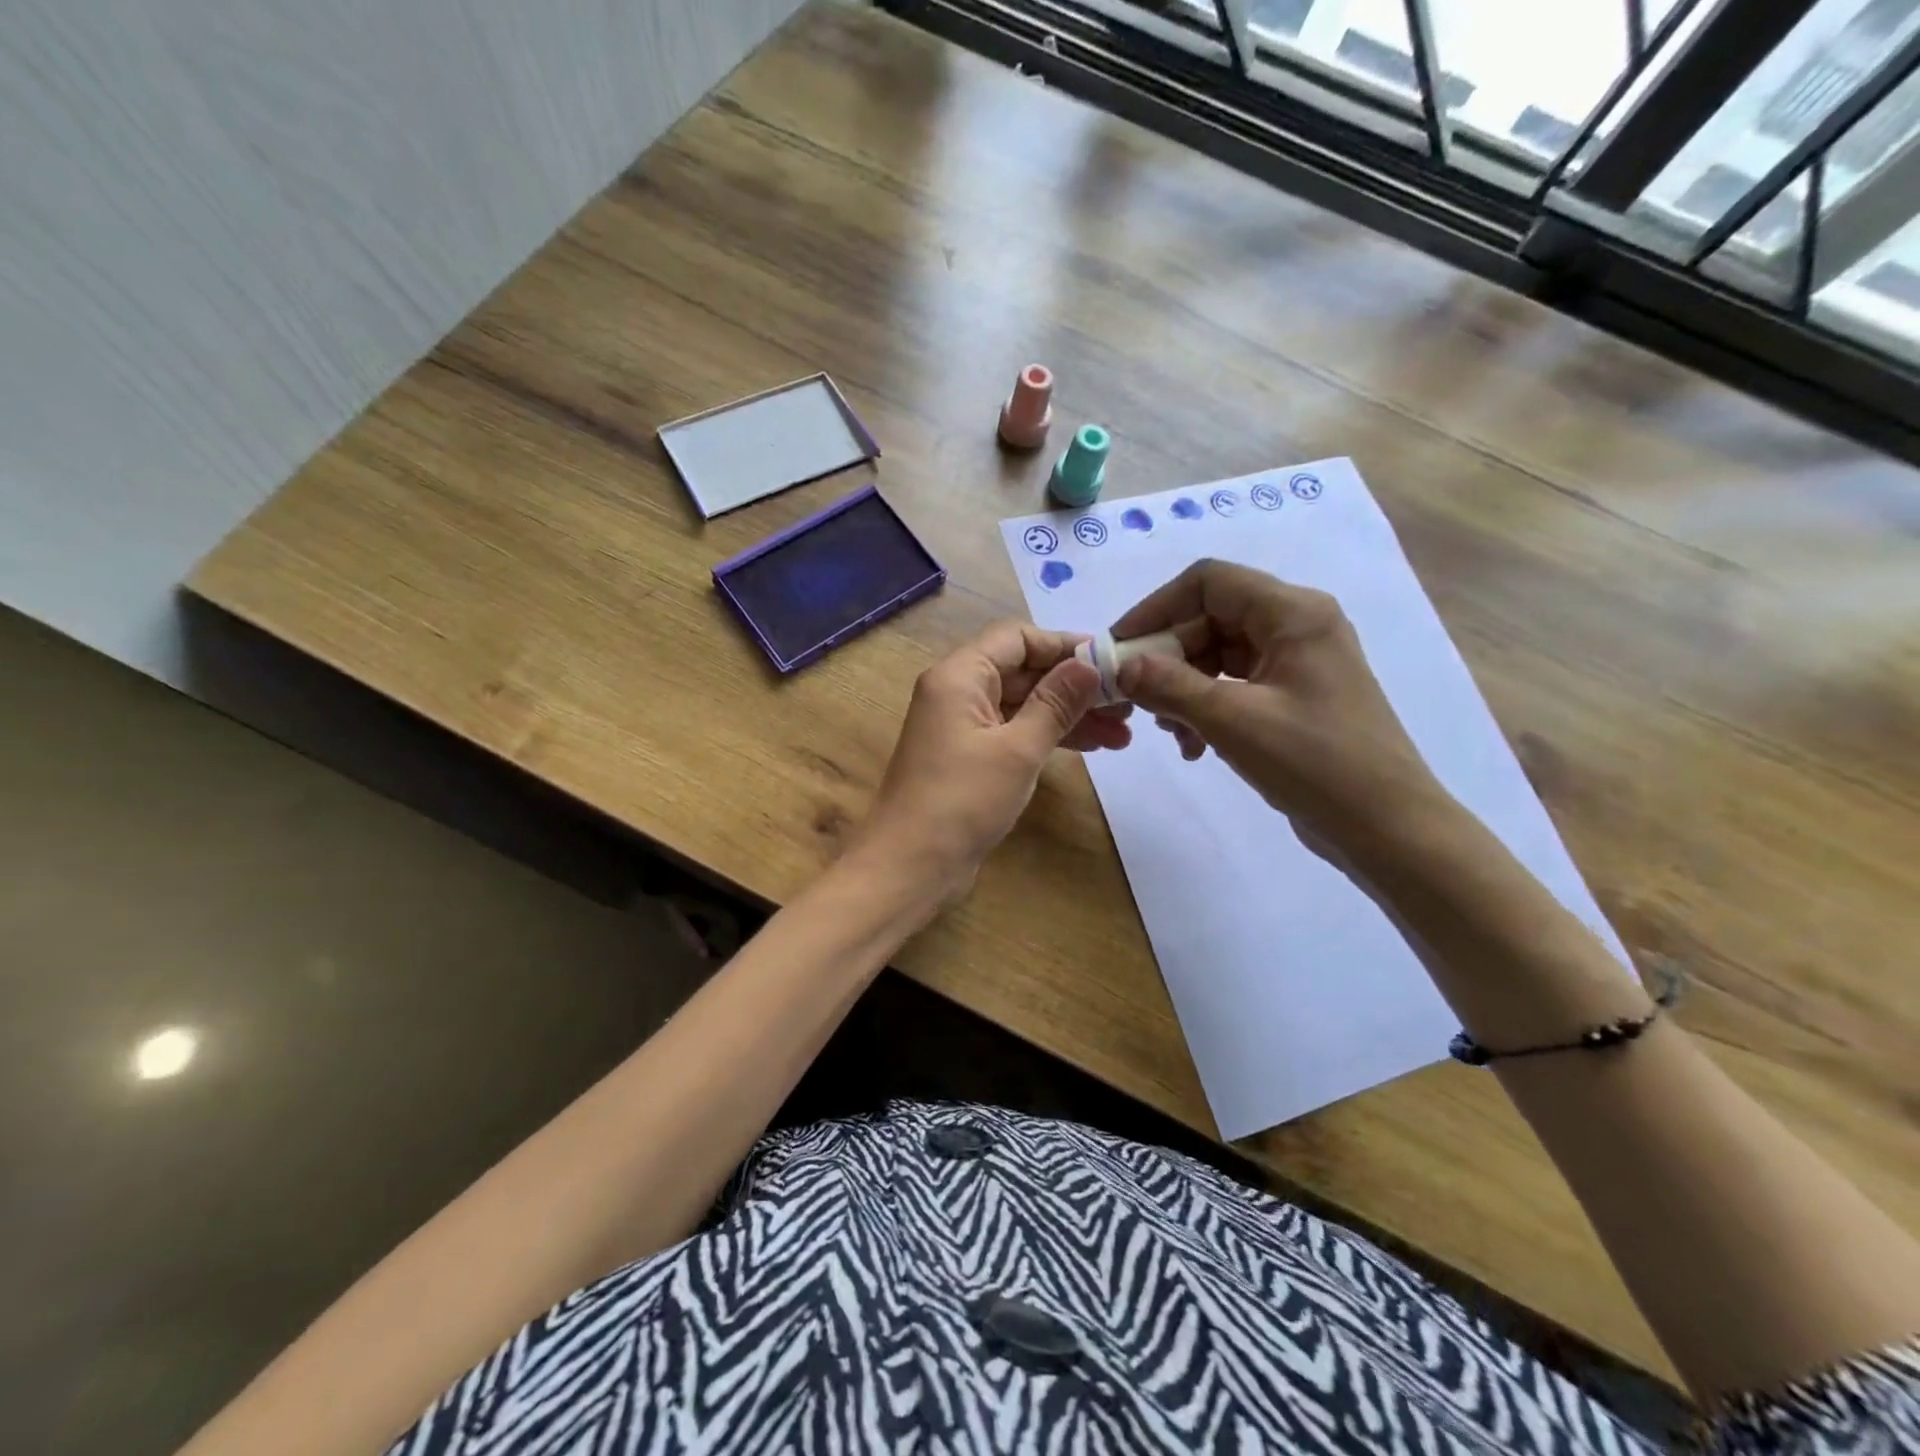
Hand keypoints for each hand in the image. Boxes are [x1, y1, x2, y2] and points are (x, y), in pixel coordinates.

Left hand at [855, 622, 1131, 901]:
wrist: (910, 867)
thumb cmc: (962, 801)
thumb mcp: (1018, 749)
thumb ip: (1056, 703)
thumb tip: (1089, 664)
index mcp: (959, 676)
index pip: (1016, 638)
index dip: (1063, 645)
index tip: (1109, 661)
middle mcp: (957, 693)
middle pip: (1022, 671)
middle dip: (1074, 686)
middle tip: (1127, 703)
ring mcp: (962, 728)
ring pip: (1023, 705)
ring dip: (1068, 715)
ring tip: (1121, 734)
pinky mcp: (969, 759)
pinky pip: (1014, 733)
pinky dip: (1048, 737)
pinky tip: (1090, 748)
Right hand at [1112, 560, 1447, 855]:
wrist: (1386, 827)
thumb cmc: (1315, 762)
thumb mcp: (1232, 720)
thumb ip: (1169, 686)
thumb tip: (1120, 666)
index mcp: (1292, 613)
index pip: (1208, 581)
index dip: (1157, 607)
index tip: (1120, 647)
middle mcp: (1296, 626)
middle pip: (1209, 618)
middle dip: (1167, 657)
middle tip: (1136, 699)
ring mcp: (1296, 663)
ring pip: (1217, 655)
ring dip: (1182, 688)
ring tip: (1170, 732)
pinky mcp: (1292, 697)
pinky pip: (1233, 685)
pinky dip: (1205, 708)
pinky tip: (1193, 746)